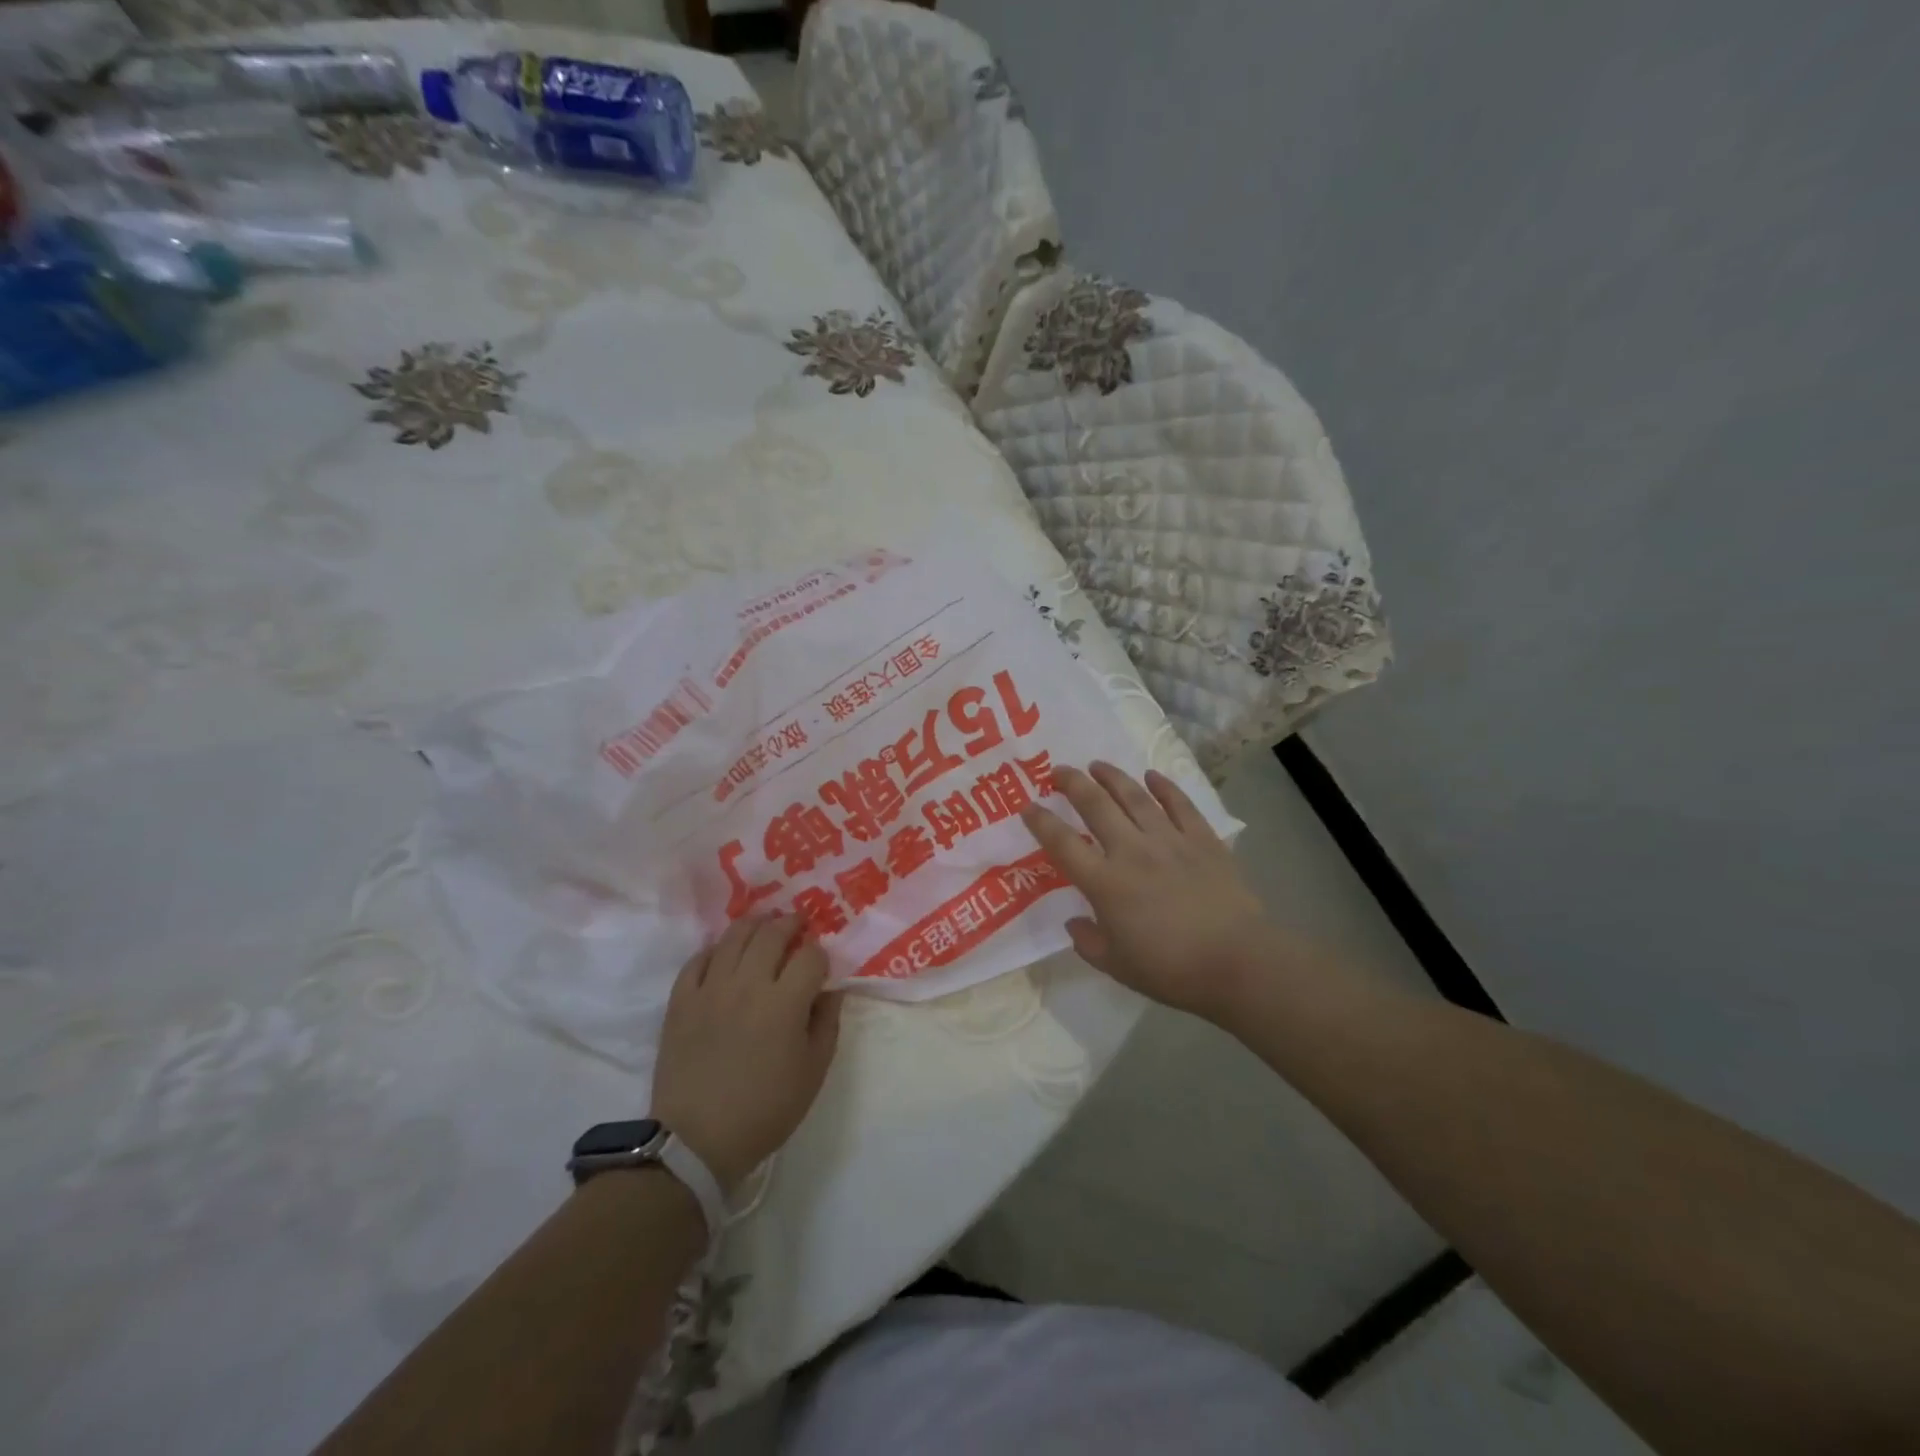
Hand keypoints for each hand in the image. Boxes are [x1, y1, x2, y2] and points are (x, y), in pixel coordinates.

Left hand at [649, 915, 842, 1194]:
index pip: (810, 956)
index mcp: (785, 1003)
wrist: (696, 1140)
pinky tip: (724, 954)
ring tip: (764, 926)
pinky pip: (698, 959)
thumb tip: (832, 991)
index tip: (821, 964)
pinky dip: (715, 949)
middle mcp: (748, 984)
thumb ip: (827, 1023)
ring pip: (734, 936)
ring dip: (755, 925)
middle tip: (798, 923)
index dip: (821, 954)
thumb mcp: (813, 1072)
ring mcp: (711, 988)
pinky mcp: (681, 1000)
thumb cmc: (765, 1110)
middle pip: (772, 934)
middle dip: (791, 924)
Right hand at [1021, 762, 1274, 1023]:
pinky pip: (1180, 805)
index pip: (1063, 844)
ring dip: (1112, 777)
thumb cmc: (1171, 970)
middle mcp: (1132, 851)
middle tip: (1058, 770)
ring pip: (1135, 797)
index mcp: (1105, 883)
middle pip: (1096, 806)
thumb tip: (1073, 922)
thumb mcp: (1117, 966)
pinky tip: (1152, 776)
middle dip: (1073, 784)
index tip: (1028, 806)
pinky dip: (1164, 787)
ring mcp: (1169, 840)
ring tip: (1097, 765)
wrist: (1237, 962)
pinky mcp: (1202, 839)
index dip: (1041, 822)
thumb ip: (1088, 942)